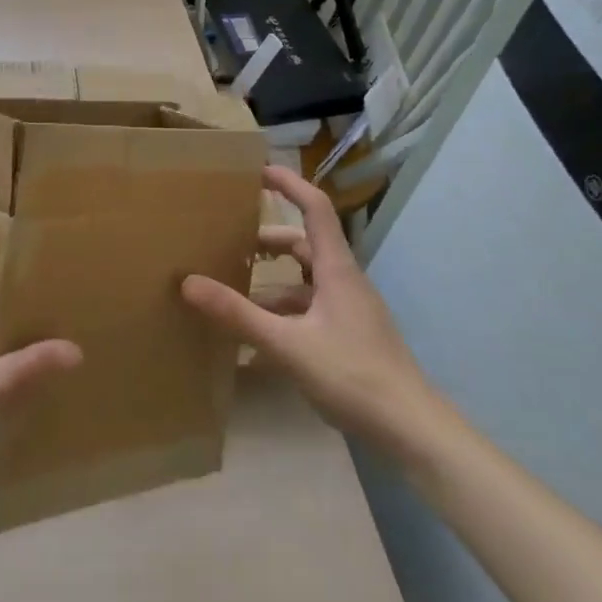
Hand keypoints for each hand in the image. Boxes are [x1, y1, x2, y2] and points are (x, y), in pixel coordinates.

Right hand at [180, 165, 444, 452]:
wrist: (413, 431)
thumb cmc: (353, 375)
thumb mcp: (287, 344)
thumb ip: (238, 314)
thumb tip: (188, 282)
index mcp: (336, 269)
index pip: (315, 208)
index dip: (288, 184)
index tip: (257, 170)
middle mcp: (345, 281)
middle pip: (304, 244)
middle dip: (267, 238)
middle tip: (229, 240)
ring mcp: (350, 310)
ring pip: (306, 279)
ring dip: (272, 279)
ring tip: (235, 288)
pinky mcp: (350, 335)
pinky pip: (311, 308)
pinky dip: (283, 310)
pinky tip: (259, 336)